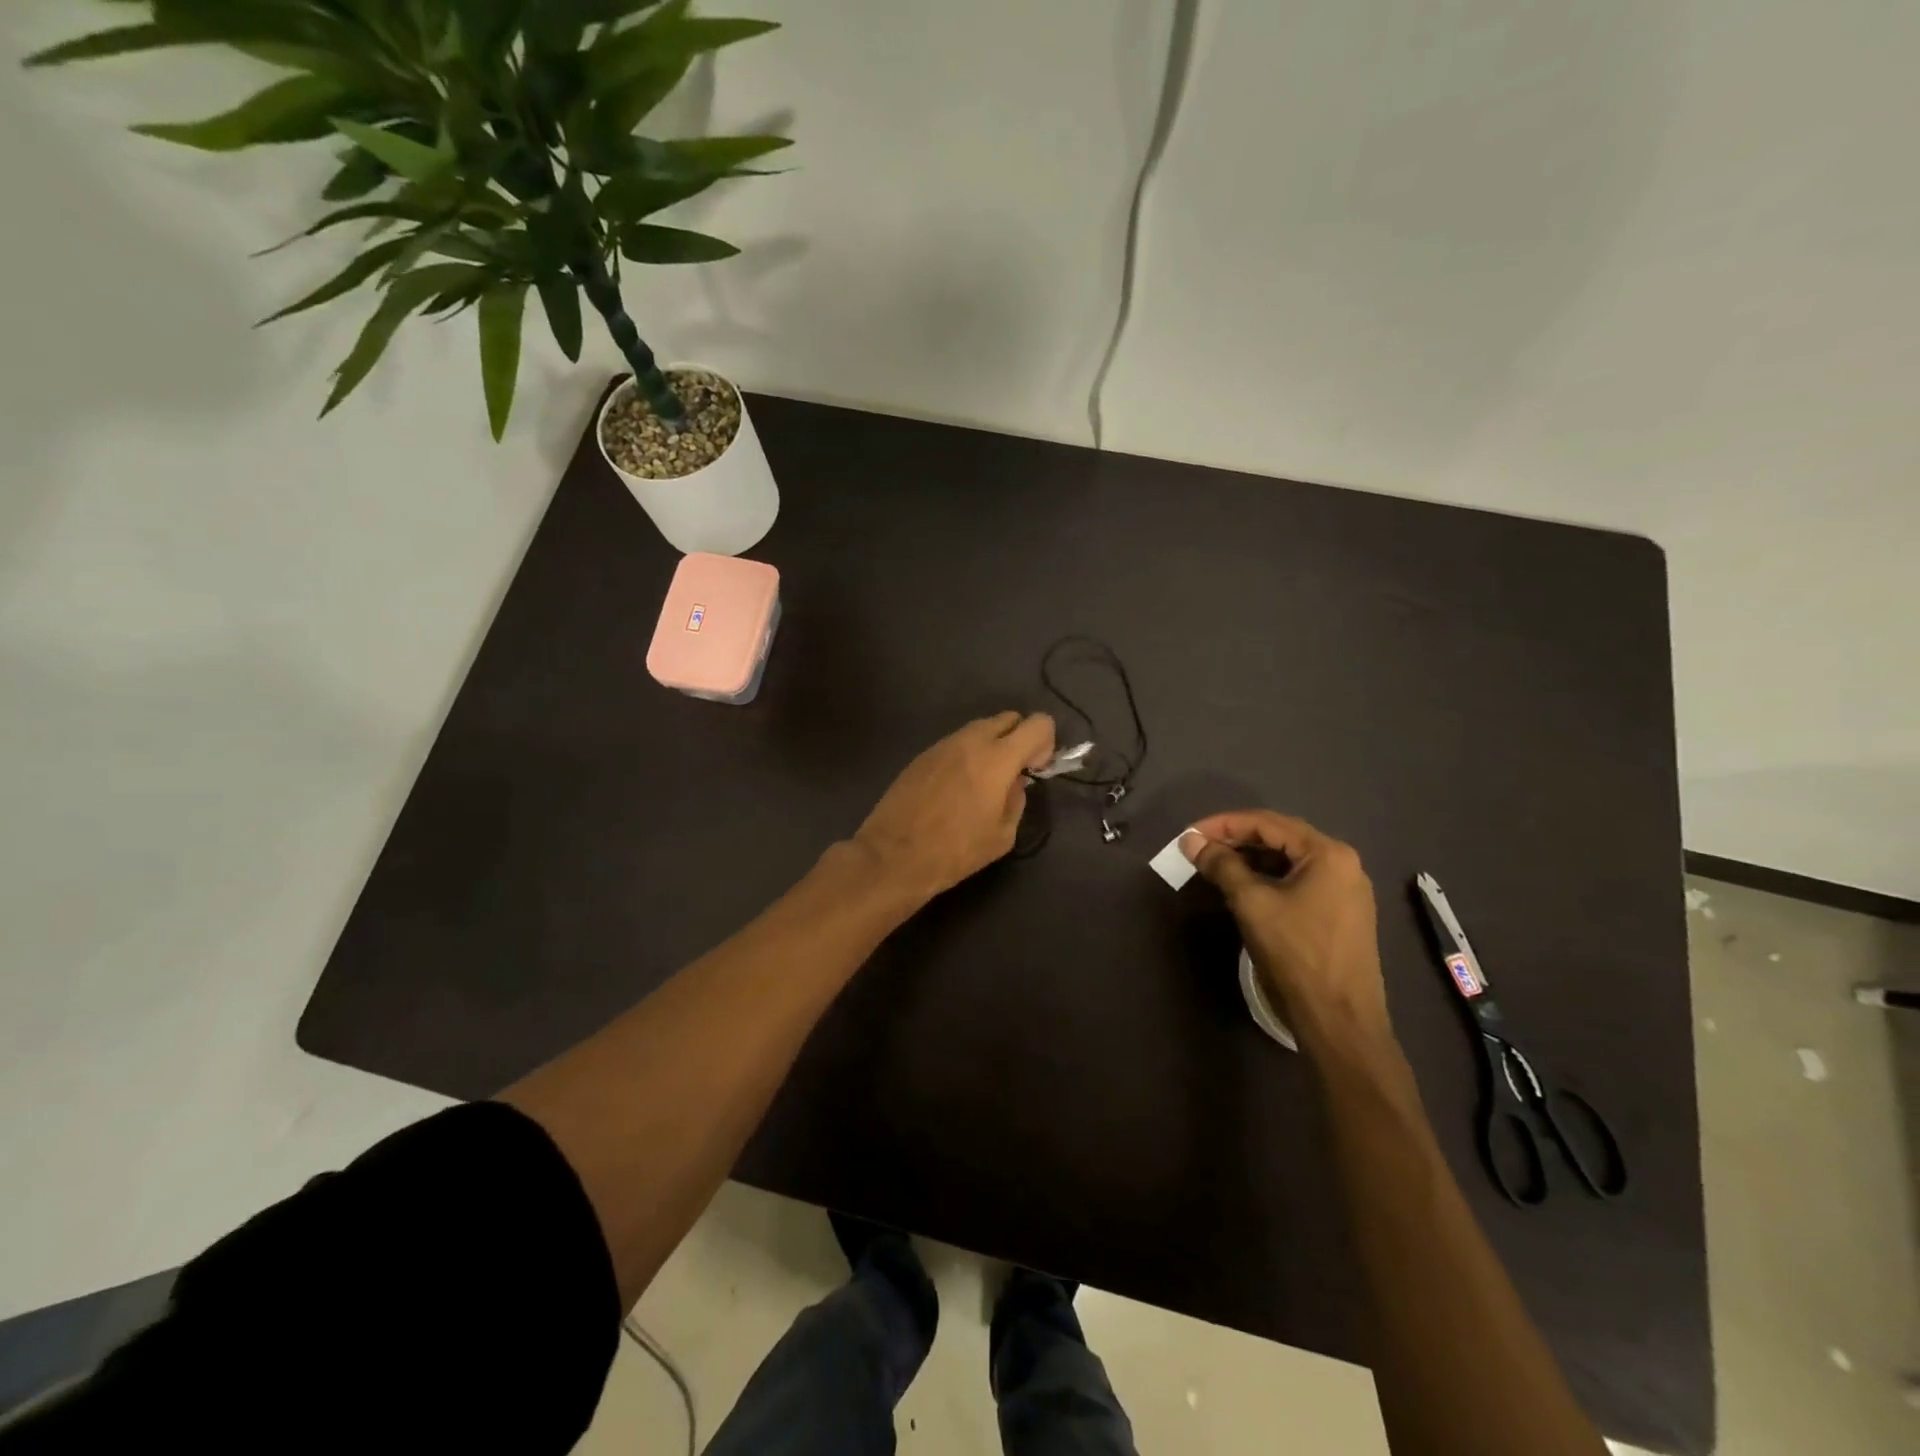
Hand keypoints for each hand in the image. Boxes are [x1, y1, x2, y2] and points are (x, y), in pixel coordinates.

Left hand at [853, 712, 1055, 902]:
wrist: (893, 856)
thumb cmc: (954, 851)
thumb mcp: (1002, 835)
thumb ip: (1017, 800)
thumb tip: (1016, 781)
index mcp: (997, 758)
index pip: (1038, 724)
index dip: (1046, 743)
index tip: (1036, 770)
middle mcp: (970, 741)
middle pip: (1008, 718)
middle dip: (1019, 739)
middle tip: (1014, 773)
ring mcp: (942, 745)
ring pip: (979, 729)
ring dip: (991, 746)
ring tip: (983, 784)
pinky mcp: (922, 755)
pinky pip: (956, 743)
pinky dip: (967, 755)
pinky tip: (957, 788)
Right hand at [1184, 811, 1393, 1055]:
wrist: (1339, 1020)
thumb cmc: (1296, 954)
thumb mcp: (1252, 904)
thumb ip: (1222, 865)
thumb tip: (1192, 841)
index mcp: (1328, 853)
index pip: (1268, 822)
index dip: (1224, 824)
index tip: (1190, 834)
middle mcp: (1343, 863)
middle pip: (1281, 837)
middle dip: (1237, 839)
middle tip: (1200, 848)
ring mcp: (1346, 890)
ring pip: (1289, 860)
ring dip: (1251, 859)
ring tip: (1216, 866)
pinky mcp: (1341, 913)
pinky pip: (1299, 881)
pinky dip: (1268, 878)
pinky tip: (1244, 887)